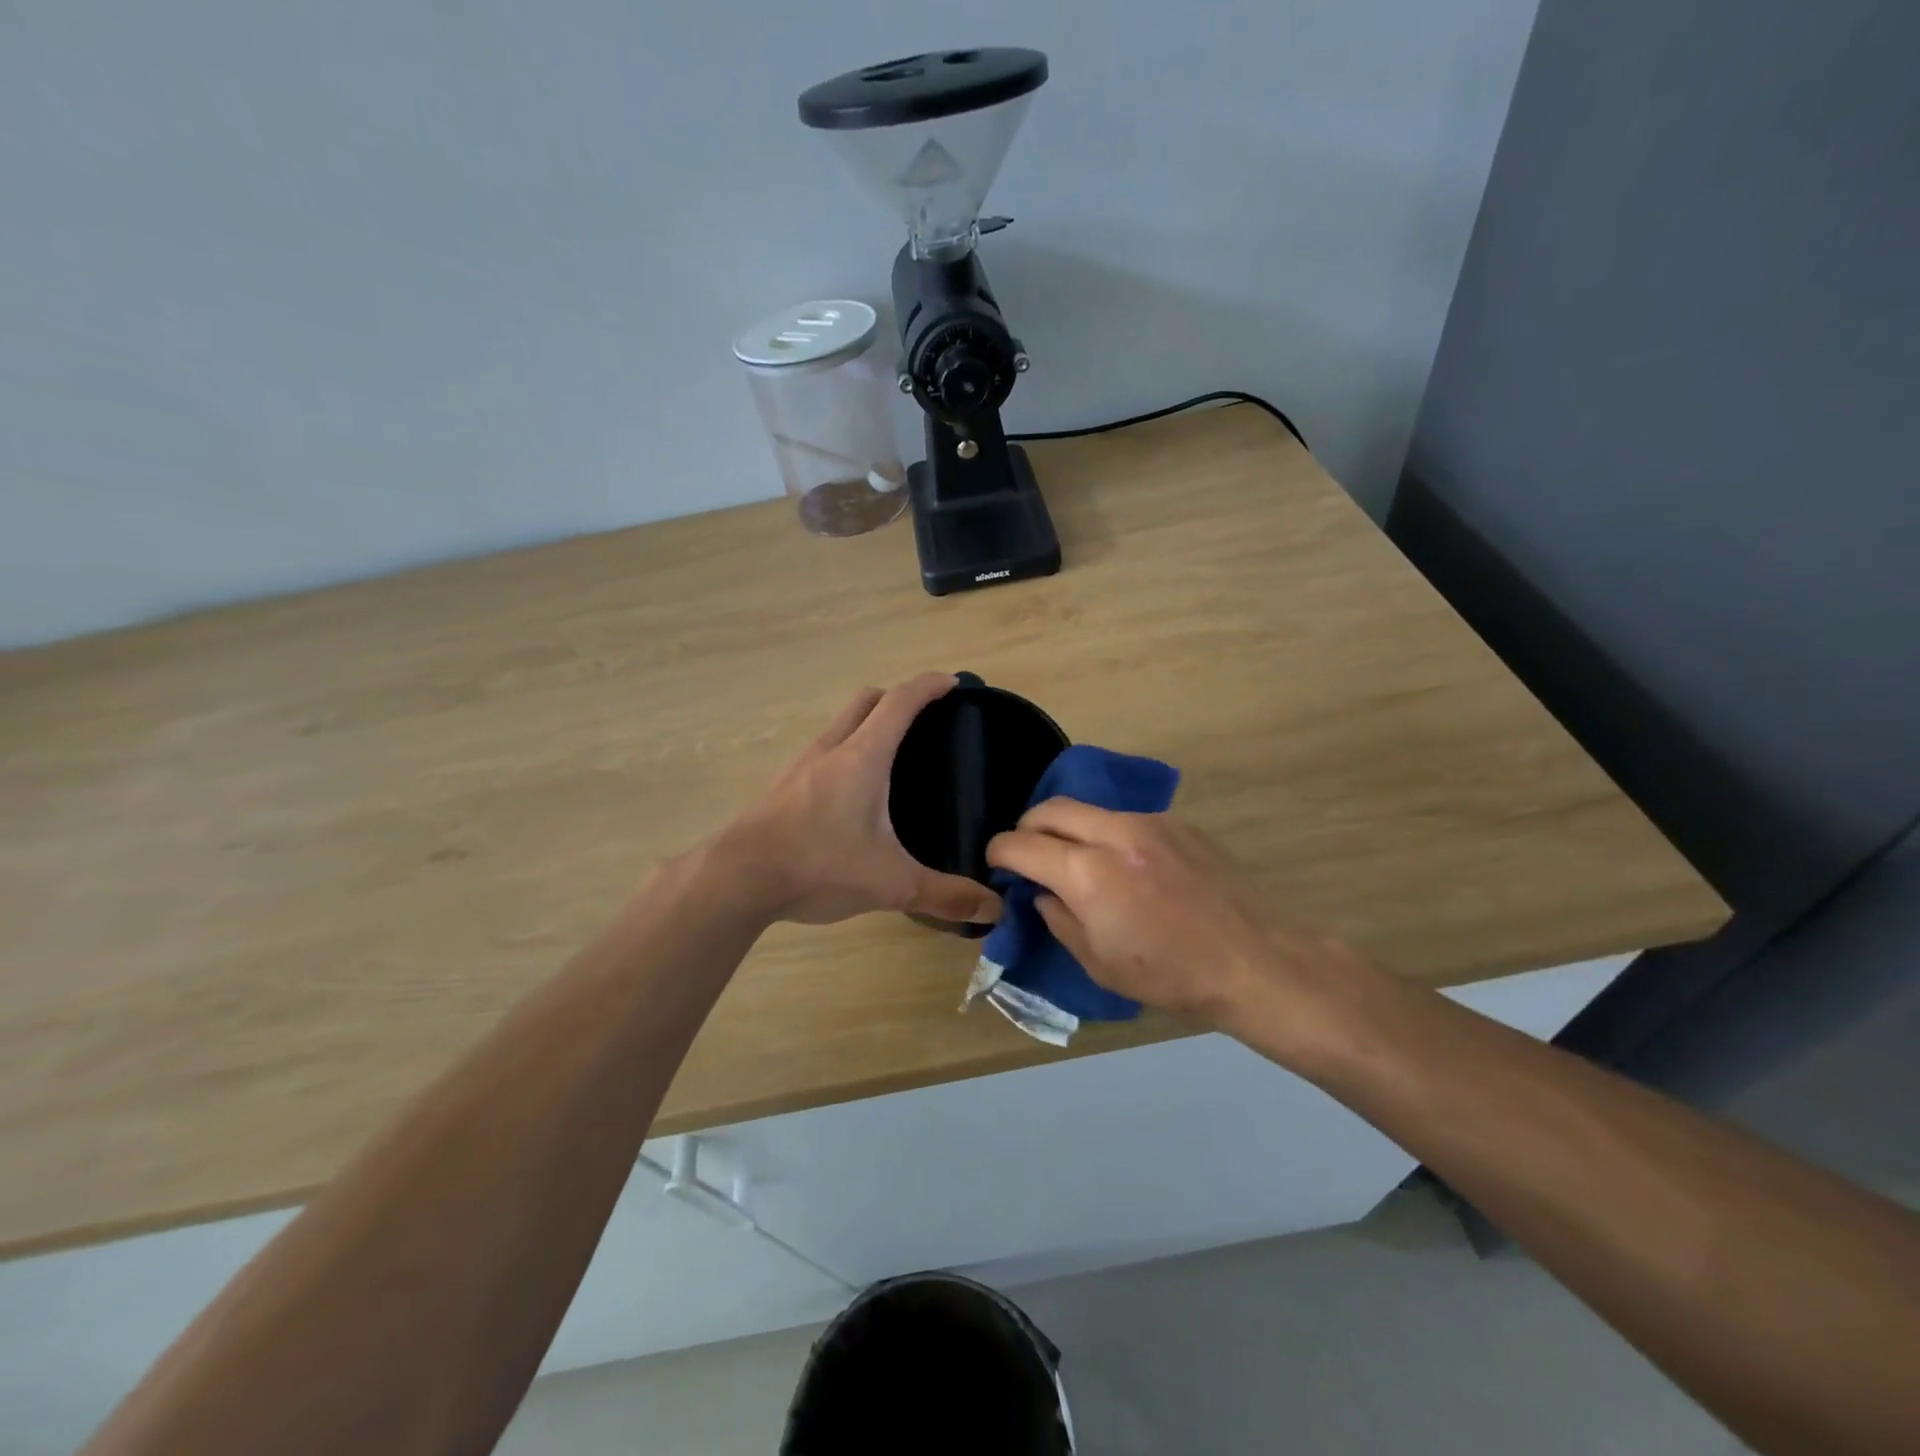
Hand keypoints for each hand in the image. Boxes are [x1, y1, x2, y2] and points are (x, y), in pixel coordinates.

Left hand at [717, 674, 1002, 926]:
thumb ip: (944, 894)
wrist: (737, 879)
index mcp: (862, 757)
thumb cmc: (818, 866)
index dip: (929, 686)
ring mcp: (802, 764)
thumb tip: (993, 909)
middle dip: (899, 698)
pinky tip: (854, 792)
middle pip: (867, 701)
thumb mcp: (890, 884)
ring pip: (841, 724)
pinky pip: (824, 750)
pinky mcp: (784, 785)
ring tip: (894, 756)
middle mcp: (831, 748)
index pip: (901, 702)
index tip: (953, 683)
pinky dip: (847, 750)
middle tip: (927, 720)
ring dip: (868, 723)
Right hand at [986, 801, 1371, 1033]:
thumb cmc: (1169, 976)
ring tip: (1075, 859)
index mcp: (1088, 873)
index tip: (996, 863)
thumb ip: (1058, 917)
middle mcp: (1114, 833)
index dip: (999, 851)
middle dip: (1027, 827)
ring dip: (1069, 828)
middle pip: (1050, 807)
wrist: (1253, 962)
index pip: (1022, 843)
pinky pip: (1124, 818)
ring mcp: (1149, 822)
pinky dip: (1106, 834)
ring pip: (1088, 809)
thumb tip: (1041, 891)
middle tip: (1027, 854)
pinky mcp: (1177, 824)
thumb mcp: (1097, 962)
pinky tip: (1123, 865)